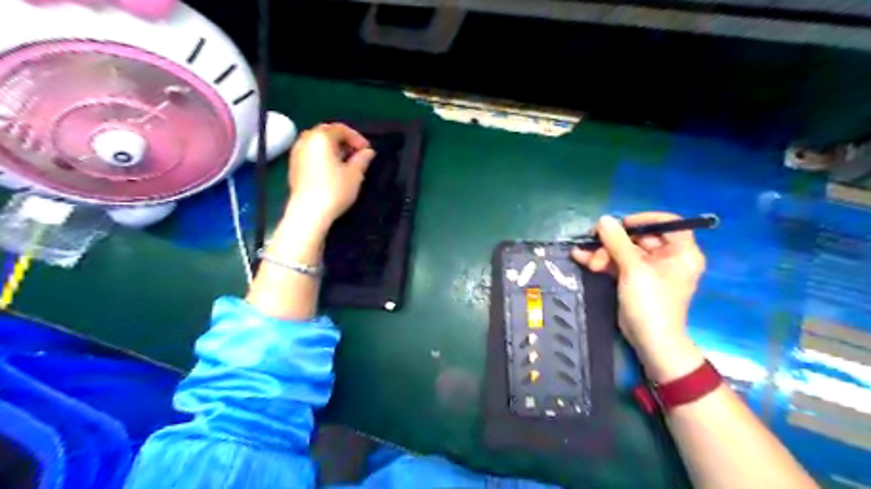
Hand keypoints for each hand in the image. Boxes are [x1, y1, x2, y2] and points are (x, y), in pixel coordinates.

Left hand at [288, 122, 376, 223]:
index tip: (367, 150)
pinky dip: (322, 156)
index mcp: (321, 138)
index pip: (341, 129)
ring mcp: (296, 153)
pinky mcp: (293, 167)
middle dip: (342, 140)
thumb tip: (368, 152)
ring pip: (316, 143)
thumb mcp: (355, 174)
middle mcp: (305, 141)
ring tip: (344, 162)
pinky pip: (310, 153)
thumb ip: (362, 159)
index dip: (357, 138)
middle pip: (326, 133)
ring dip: (331, 148)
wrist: (309, 212)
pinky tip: (331, 170)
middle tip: (356, 154)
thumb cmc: (335, 190)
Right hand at [573, 211, 706, 381]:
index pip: (668, 223)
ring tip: (585, 258)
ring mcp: (650, 269)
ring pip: (624, 251)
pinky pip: (618, 263)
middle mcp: (668, 257)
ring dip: (603, 252)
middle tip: (594, 243)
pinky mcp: (635, 280)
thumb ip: (617, 241)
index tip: (622, 223)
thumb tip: (603, 219)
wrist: (650, 340)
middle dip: (613, 241)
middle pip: (640, 238)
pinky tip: (581, 258)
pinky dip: (602, 261)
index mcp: (681, 252)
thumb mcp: (633, 268)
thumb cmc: (651, 301)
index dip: (644, 219)